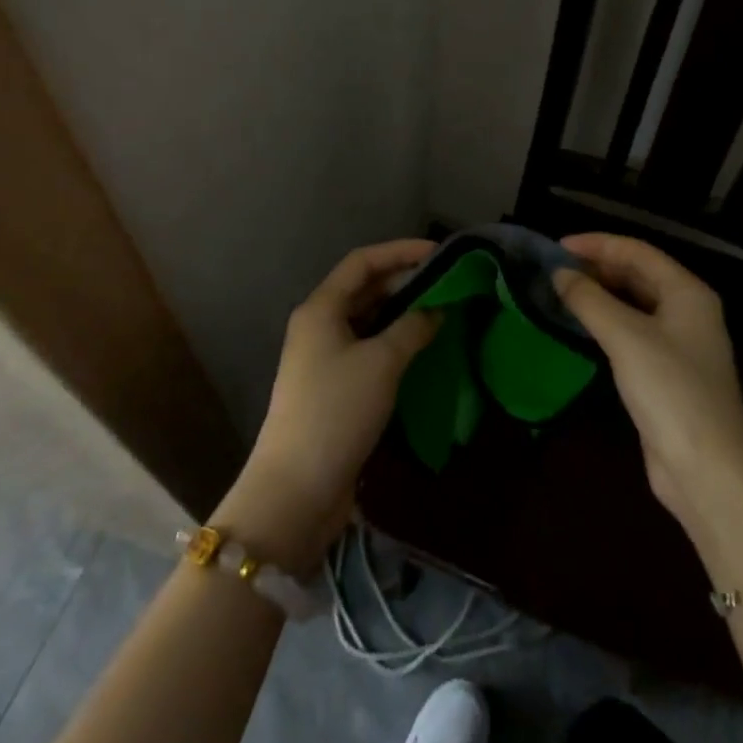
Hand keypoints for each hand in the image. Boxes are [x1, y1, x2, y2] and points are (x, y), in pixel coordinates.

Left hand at [220, 240, 438, 567]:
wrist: (295, 491)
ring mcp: (323, 357)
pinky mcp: (333, 387)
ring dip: (402, 312)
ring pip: (368, 319)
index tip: (439, 252)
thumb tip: (439, 308)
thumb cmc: (336, 411)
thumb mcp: (382, 362)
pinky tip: (422, 347)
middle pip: (364, 288)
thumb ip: (413, 327)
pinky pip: (368, 348)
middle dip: (404, 281)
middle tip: (447, 282)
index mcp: (321, 308)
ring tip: (441, 310)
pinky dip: (394, 341)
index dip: (400, 251)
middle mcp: (319, 325)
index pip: (363, 262)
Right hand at [552, 233, 742, 543]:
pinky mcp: (667, 374)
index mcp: (687, 292)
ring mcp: (679, 344)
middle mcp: (687, 310)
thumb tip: (559, 273)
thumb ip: (589, 300)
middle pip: (637, 274)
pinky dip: (606, 323)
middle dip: (597, 268)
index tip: (556, 247)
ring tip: (560, 292)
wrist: (708, 472)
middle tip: (555, 270)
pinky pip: (632, 333)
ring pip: (633, 304)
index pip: (637, 251)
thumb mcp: (626, 338)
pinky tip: (581, 327)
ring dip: (600, 295)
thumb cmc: (671, 391)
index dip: (596, 244)